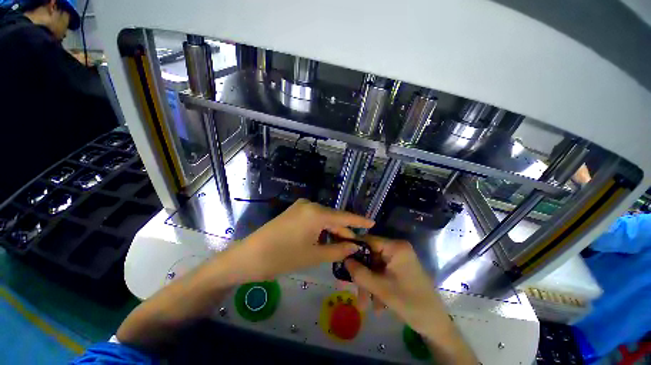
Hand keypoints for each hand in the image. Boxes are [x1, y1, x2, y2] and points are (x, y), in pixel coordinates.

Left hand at [236, 199, 374, 280]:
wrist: (249, 256)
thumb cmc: (282, 257)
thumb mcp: (314, 255)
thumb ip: (338, 249)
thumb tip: (354, 246)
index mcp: (316, 213)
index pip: (344, 217)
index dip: (359, 221)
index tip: (373, 222)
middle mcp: (310, 205)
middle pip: (333, 217)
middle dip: (345, 230)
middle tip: (356, 243)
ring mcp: (300, 207)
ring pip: (324, 218)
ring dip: (333, 230)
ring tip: (343, 244)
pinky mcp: (294, 212)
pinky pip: (314, 218)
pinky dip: (322, 228)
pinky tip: (326, 238)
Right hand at [344, 236, 443, 333]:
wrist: (436, 324)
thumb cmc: (410, 303)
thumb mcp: (380, 289)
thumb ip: (359, 272)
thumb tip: (344, 258)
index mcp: (395, 247)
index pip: (368, 240)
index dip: (353, 249)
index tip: (341, 259)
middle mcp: (397, 249)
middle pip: (371, 256)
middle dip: (362, 275)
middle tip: (351, 289)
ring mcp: (399, 259)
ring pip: (375, 267)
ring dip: (368, 285)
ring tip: (364, 305)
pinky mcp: (400, 269)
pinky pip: (382, 273)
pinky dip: (377, 287)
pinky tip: (377, 306)